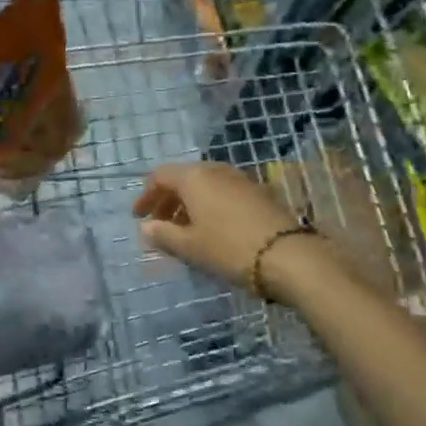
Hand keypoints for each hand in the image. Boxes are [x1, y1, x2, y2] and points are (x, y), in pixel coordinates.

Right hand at [132, 162, 328, 299]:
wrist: (287, 255)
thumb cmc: (229, 248)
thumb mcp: (190, 246)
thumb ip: (163, 235)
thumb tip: (146, 227)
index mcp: (194, 177)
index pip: (161, 176)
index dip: (146, 195)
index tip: (138, 217)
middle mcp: (216, 170)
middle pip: (183, 178)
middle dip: (168, 200)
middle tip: (158, 225)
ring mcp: (240, 179)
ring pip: (205, 186)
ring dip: (189, 204)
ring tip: (183, 230)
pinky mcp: (258, 192)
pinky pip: (223, 193)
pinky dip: (209, 206)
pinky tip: (210, 230)